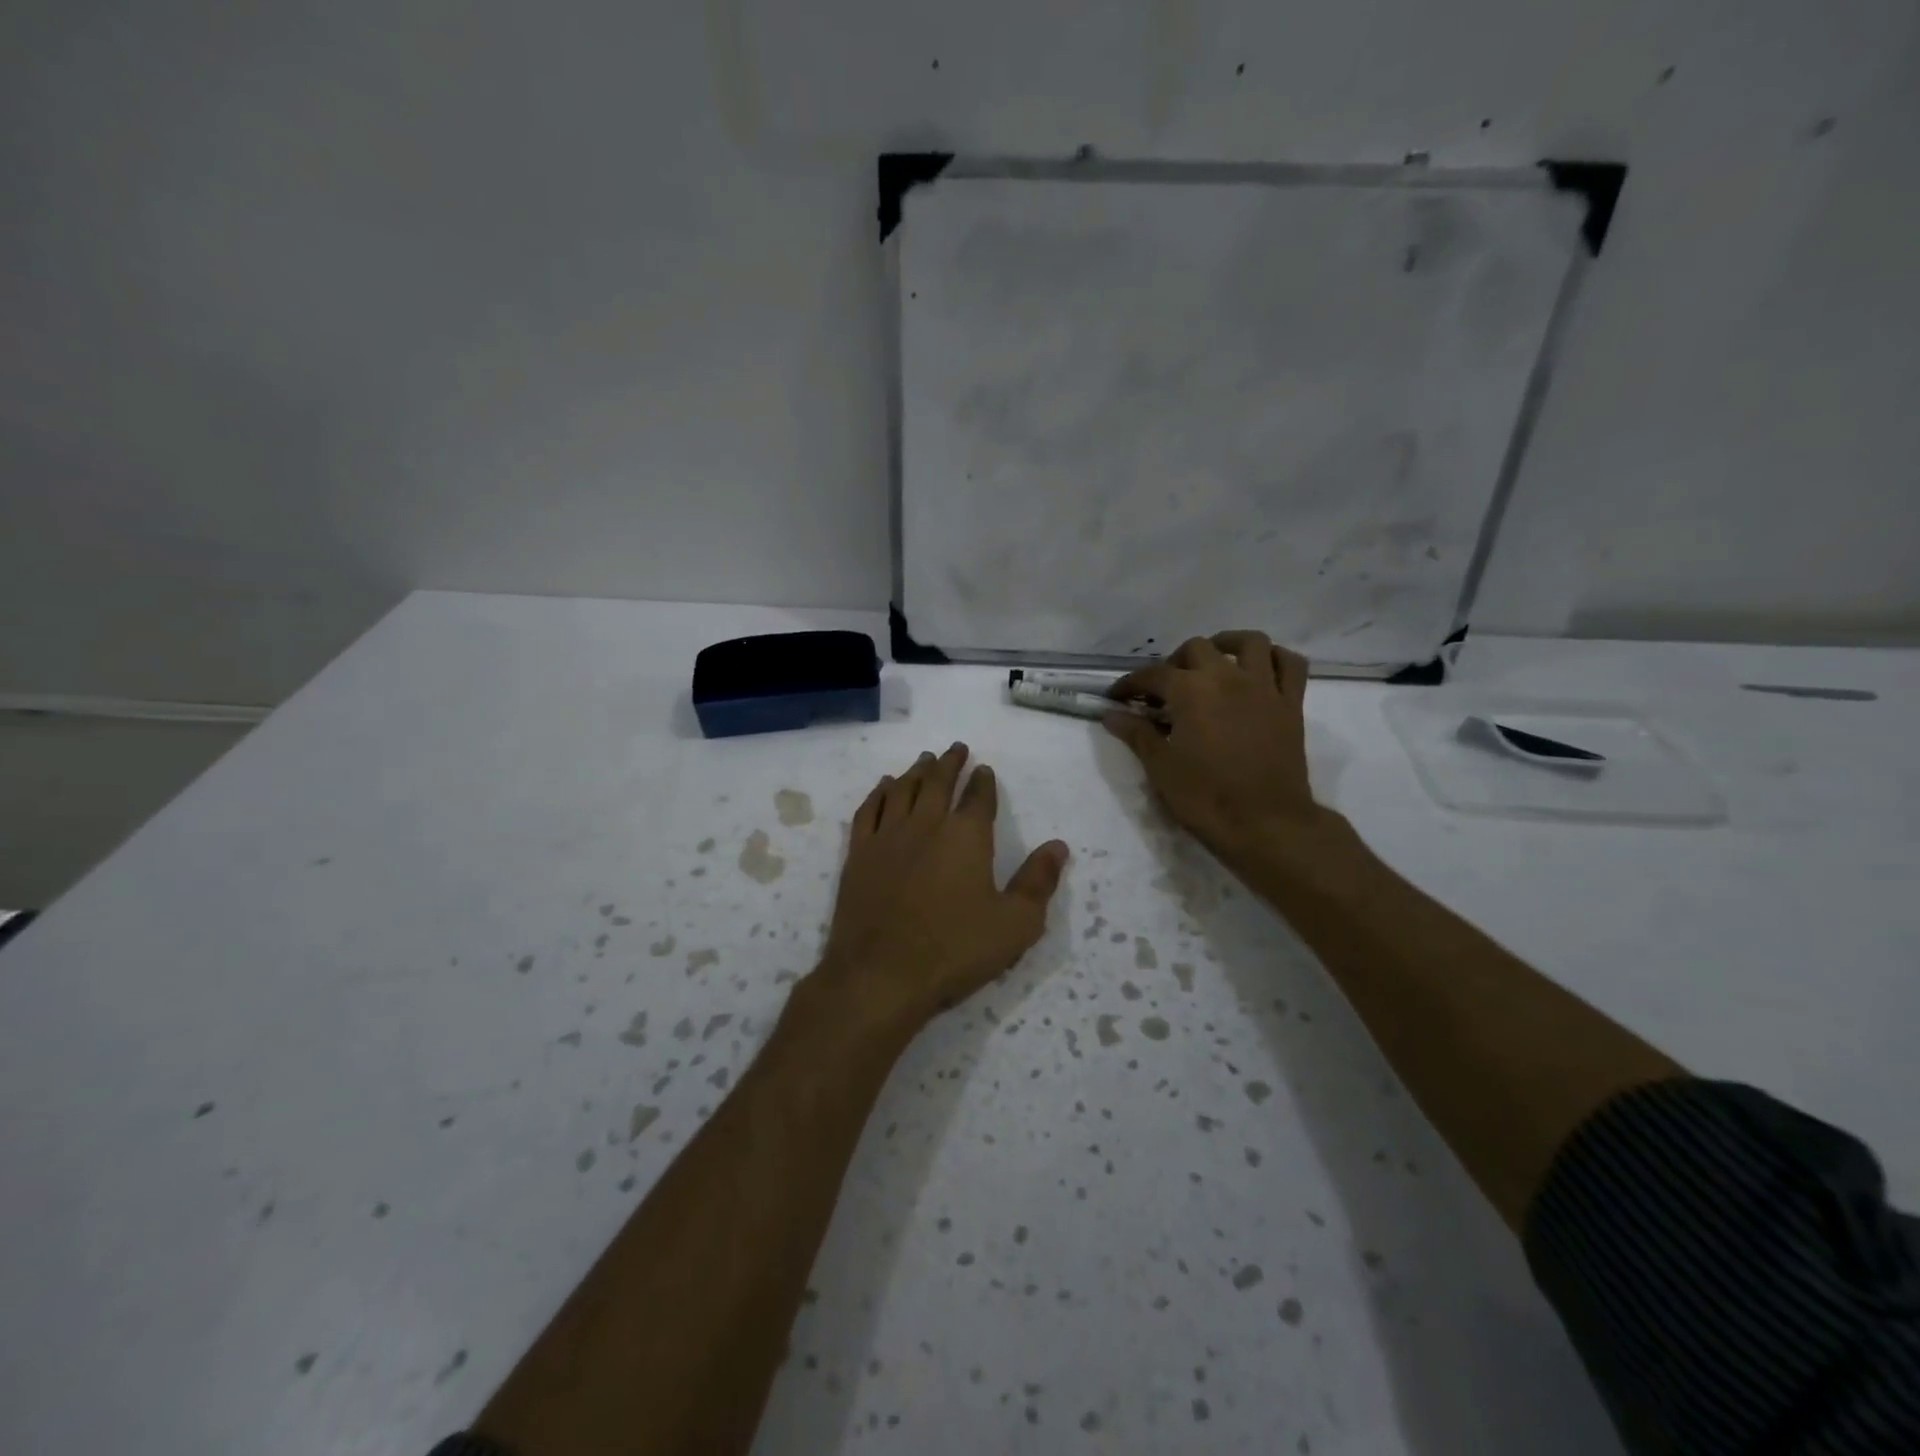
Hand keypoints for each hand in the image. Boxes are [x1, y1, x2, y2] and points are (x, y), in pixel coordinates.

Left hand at [814, 743, 1068, 1034]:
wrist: (881, 975)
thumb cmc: (954, 950)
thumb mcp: (1015, 924)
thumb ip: (1038, 881)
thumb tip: (1058, 846)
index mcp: (966, 836)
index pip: (979, 797)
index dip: (983, 781)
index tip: (984, 769)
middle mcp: (926, 824)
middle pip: (938, 782)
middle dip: (950, 763)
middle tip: (956, 748)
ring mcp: (887, 836)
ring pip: (903, 789)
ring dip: (916, 771)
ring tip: (924, 760)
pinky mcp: (859, 854)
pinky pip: (869, 810)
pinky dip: (879, 792)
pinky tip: (884, 786)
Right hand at [1103, 631, 1324, 864]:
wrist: (1266, 823)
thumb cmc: (1206, 797)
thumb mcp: (1161, 768)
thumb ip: (1137, 734)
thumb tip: (1111, 714)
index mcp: (1190, 691)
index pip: (1152, 675)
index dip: (1130, 684)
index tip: (1117, 697)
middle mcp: (1227, 677)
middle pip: (1197, 649)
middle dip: (1174, 663)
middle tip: (1164, 690)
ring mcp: (1264, 687)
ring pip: (1249, 643)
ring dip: (1226, 645)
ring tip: (1213, 663)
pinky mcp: (1291, 703)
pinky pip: (1291, 664)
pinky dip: (1275, 658)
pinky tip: (1260, 669)